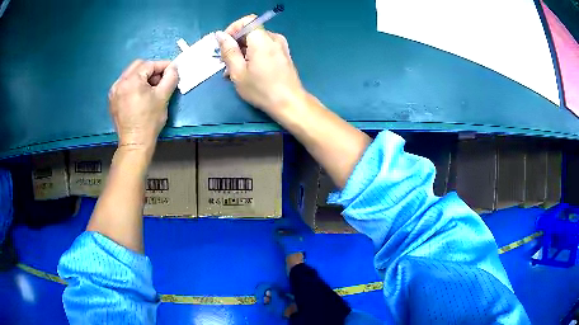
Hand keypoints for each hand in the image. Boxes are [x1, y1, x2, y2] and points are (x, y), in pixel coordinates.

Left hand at [108, 60, 177, 153]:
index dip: (163, 65)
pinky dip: (133, 84)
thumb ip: (170, 77)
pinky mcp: (112, 100)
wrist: (135, 143)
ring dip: (142, 76)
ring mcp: (114, 91)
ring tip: (151, 88)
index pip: (149, 64)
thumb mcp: (163, 97)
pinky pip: (124, 84)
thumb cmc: (149, 120)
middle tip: (161, 79)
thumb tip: (173, 68)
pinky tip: (140, 94)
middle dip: (151, 69)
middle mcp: (120, 82)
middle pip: (138, 66)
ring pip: (130, 74)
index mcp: (131, 80)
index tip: (172, 70)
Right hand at [216, 15, 305, 112]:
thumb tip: (220, 35)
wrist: (289, 103)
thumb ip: (228, 50)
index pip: (247, 21)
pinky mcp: (283, 54)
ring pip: (256, 41)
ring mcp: (280, 46)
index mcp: (262, 39)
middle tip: (226, 63)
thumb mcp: (238, 72)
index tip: (225, 45)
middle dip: (235, 44)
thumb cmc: (261, 89)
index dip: (233, 29)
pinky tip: (246, 71)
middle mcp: (273, 38)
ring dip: (242, 52)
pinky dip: (253, 55)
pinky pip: (264, 48)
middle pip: (250, 32)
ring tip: (233, 72)